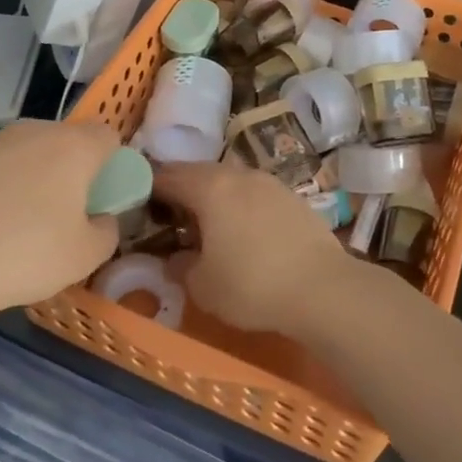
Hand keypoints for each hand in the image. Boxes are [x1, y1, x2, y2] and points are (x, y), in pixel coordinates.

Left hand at [0, 119, 121, 321]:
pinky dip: (3, 185)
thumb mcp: (86, 256)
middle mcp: (36, 131)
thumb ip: (107, 230)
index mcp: (74, 146)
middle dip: (73, 169)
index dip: (111, 164)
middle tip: (65, 213)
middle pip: (68, 141)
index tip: (101, 198)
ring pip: (31, 151)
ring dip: (37, 176)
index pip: (108, 136)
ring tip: (22, 221)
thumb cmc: (25, 255)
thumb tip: (100, 217)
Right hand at [151, 163, 357, 334]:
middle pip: (199, 172)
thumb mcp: (203, 286)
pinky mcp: (293, 197)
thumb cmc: (252, 285)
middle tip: (170, 217)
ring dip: (214, 196)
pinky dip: (241, 205)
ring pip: (230, 181)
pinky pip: (254, 193)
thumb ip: (181, 267)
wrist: (323, 288)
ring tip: (208, 225)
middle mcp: (238, 174)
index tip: (138, 206)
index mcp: (209, 187)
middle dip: (181, 190)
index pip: (168, 176)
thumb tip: (175, 258)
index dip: (148, 189)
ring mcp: (270, 182)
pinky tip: (244, 231)